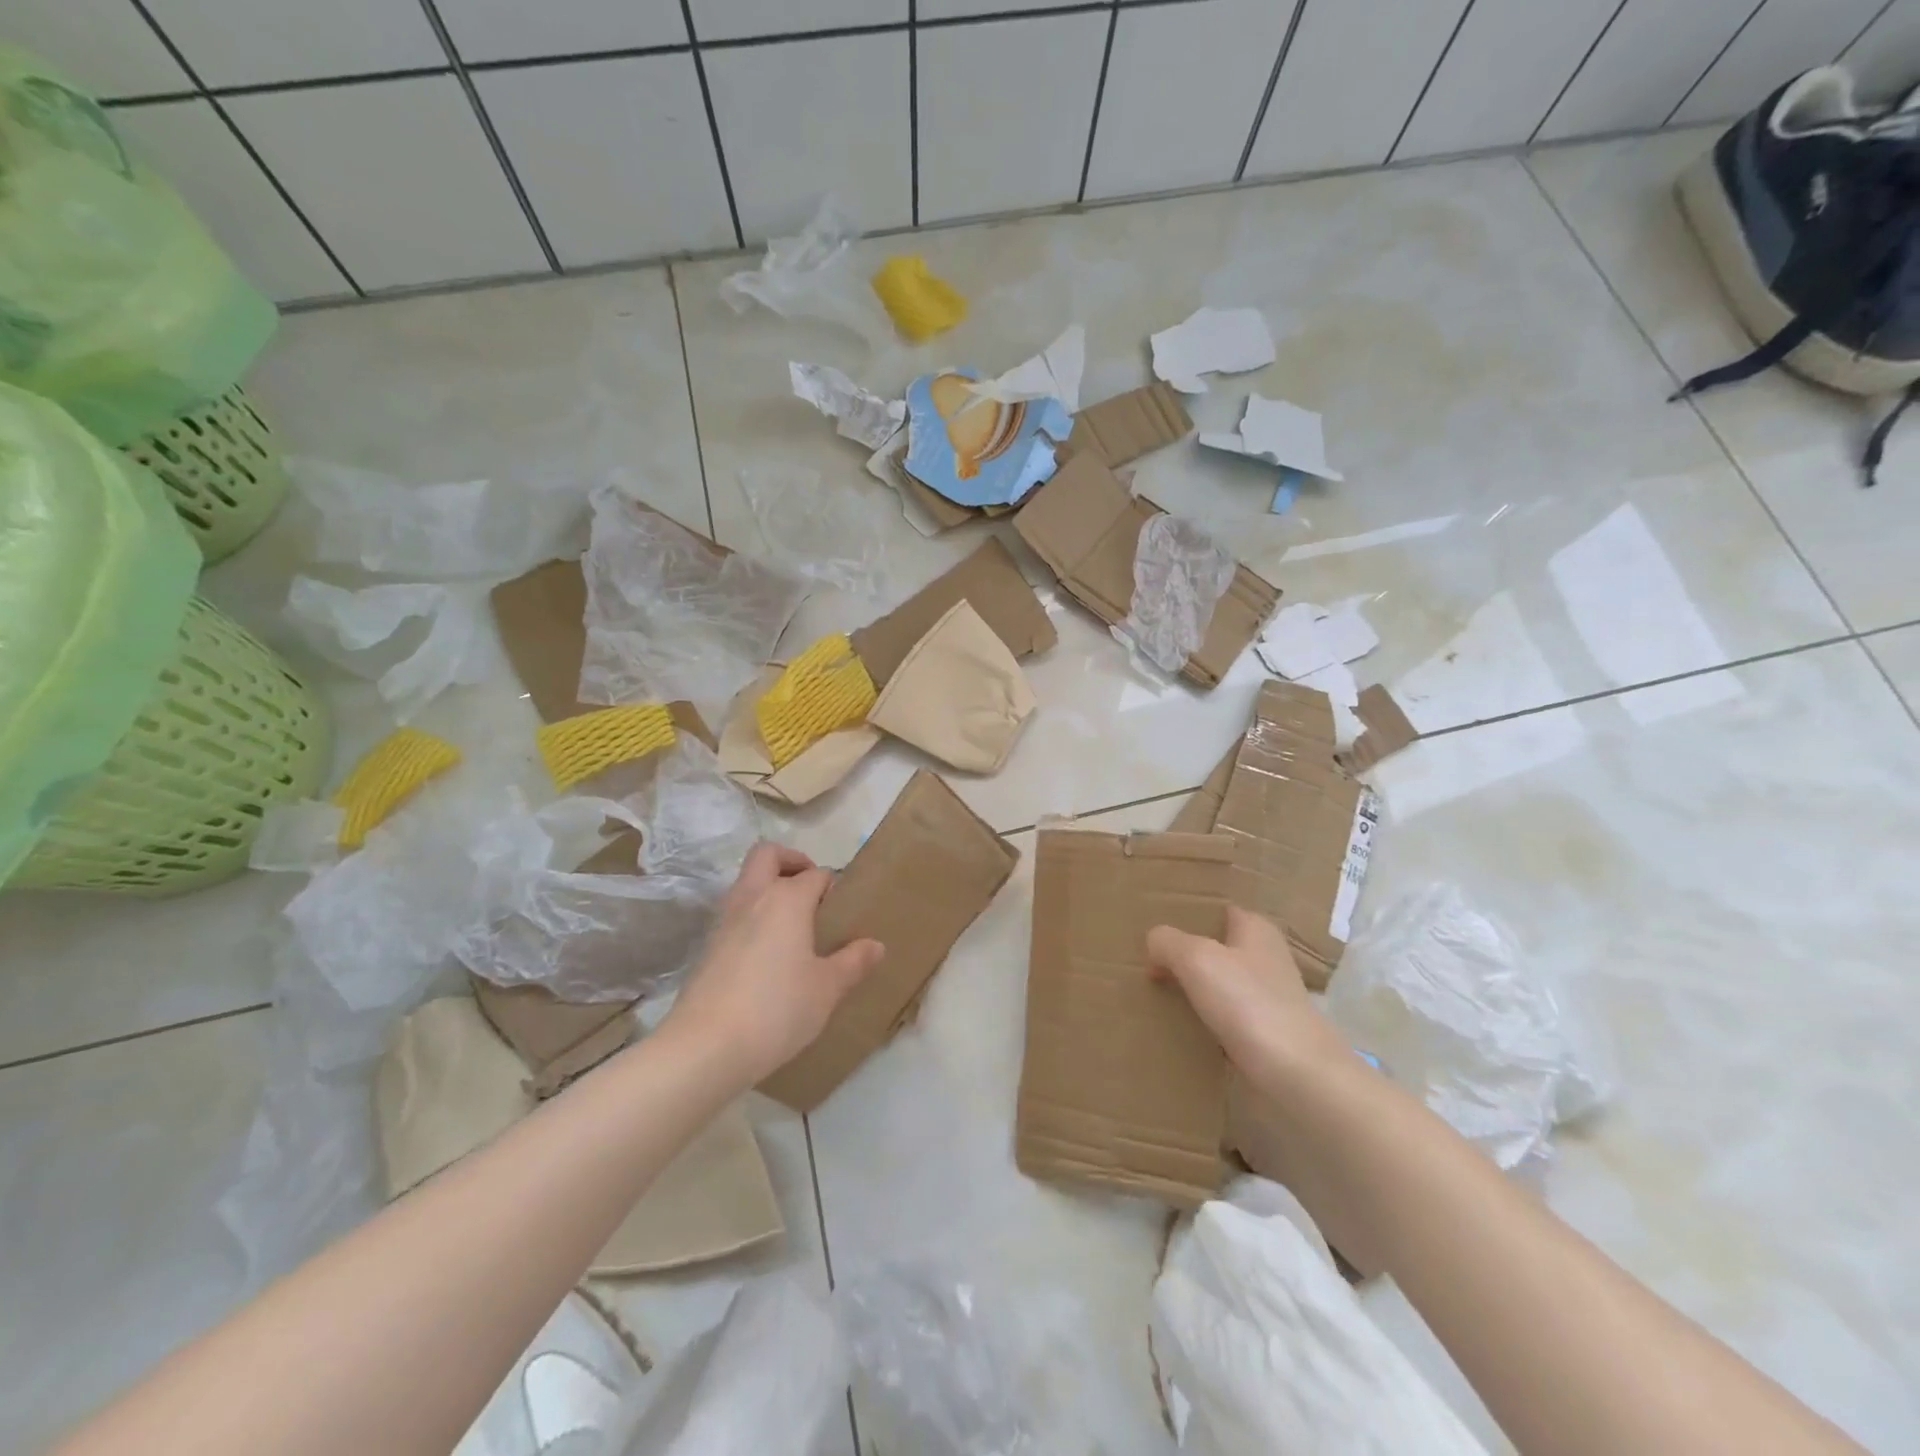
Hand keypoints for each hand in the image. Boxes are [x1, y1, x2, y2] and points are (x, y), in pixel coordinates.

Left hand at [665, 842, 884, 1086]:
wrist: (705, 1047)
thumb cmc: (777, 1008)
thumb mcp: (827, 989)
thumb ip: (852, 962)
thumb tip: (875, 945)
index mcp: (787, 899)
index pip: (816, 874)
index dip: (833, 885)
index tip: (845, 908)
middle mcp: (753, 898)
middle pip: (767, 855)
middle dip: (791, 861)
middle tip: (811, 890)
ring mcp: (724, 921)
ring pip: (746, 882)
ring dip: (769, 889)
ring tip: (793, 925)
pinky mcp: (708, 947)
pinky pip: (735, 914)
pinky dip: (753, 918)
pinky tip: (768, 955)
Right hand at [1147, 907, 1350, 1089]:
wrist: (1298, 1075)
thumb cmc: (1248, 1003)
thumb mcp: (1196, 959)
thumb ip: (1167, 941)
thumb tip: (1154, 943)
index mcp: (1255, 928)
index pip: (1216, 910)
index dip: (1186, 916)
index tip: (1155, 927)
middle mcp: (1265, 956)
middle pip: (1216, 946)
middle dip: (1185, 953)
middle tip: (1148, 961)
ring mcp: (1268, 995)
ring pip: (1219, 981)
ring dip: (1193, 987)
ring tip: (1157, 992)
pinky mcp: (1266, 1030)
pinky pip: (1225, 1014)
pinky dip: (1205, 1017)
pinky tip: (1181, 1024)